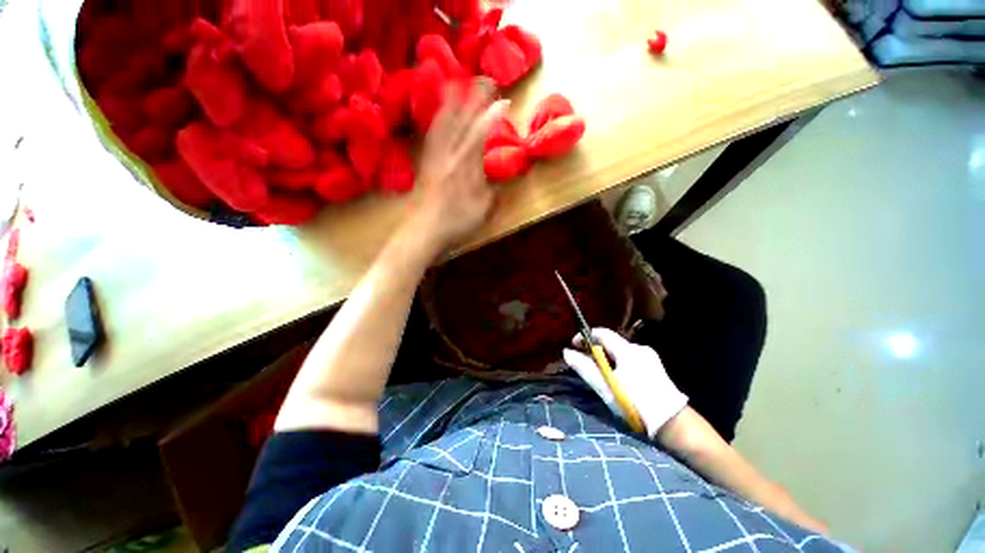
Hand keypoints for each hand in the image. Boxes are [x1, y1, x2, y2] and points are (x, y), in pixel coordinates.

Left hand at [408, 79, 507, 252]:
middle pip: (461, 121)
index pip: (480, 135)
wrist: (424, 231)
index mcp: (465, 168)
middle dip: (474, 98)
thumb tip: (497, 180)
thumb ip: (491, 192)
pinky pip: (432, 134)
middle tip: (485, 81)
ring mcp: (434, 158)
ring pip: (443, 123)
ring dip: (452, 101)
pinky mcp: (426, 163)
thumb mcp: (482, 211)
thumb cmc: (456, 224)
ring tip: (459, 83)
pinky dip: (437, 118)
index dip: (492, 117)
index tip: (505, 102)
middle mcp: (448, 157)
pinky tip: (440, 113)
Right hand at [563, 328, 687, 437]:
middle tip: (584, 361)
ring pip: (620, 350)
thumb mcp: (605, 388)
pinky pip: (630, 357)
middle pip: (611, 341)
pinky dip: (618, 362)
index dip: (585, 336)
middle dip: (595, 348)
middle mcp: (639, 348)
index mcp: (627, 351)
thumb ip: (585, 368)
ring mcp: (649, 356)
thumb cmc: (634, 405)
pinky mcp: (655, 366)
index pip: (602, 333)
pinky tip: (617, 377)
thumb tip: (567, 353)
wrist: (673, 424)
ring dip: (607, 356)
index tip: (574, 345)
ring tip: (599, 372)